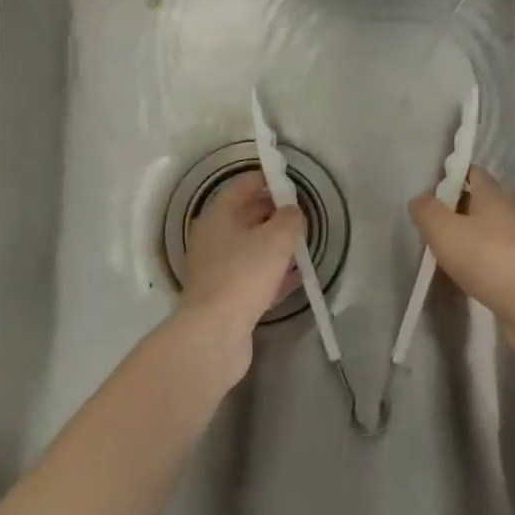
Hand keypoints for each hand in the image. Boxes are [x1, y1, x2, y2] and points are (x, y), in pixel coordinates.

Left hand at [179, 173, 304, 374]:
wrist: (215, 332)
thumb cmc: (244, 274)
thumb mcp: (277, 239)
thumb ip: (290, 219)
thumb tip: (293, 211)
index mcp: (218, 216)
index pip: (244, 186)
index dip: (269, 181)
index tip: (293, 185)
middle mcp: (212, 238)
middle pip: (246, 216)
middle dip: (274, 214)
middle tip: (301, 217)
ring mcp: (216, 268)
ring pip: (250, 248)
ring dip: (274, 245)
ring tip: (302, 246)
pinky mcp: (225, 296)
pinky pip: (252, 276)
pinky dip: (272, 273)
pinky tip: (295, 277)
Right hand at [409, 165, 514, 323]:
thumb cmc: (484, 257)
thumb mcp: (443, 229)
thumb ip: (427, 211)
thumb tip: (420, 199)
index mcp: (492, 195)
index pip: (472, 172)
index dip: (451, 175)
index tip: (429, 190)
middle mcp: (508, 212)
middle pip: (478, 201)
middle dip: (454, 208)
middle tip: (429, 223)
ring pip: (485, 229)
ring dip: (464, 235)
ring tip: (441, 249)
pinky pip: (492, 254)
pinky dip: (475, 258)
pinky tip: (462, 272)